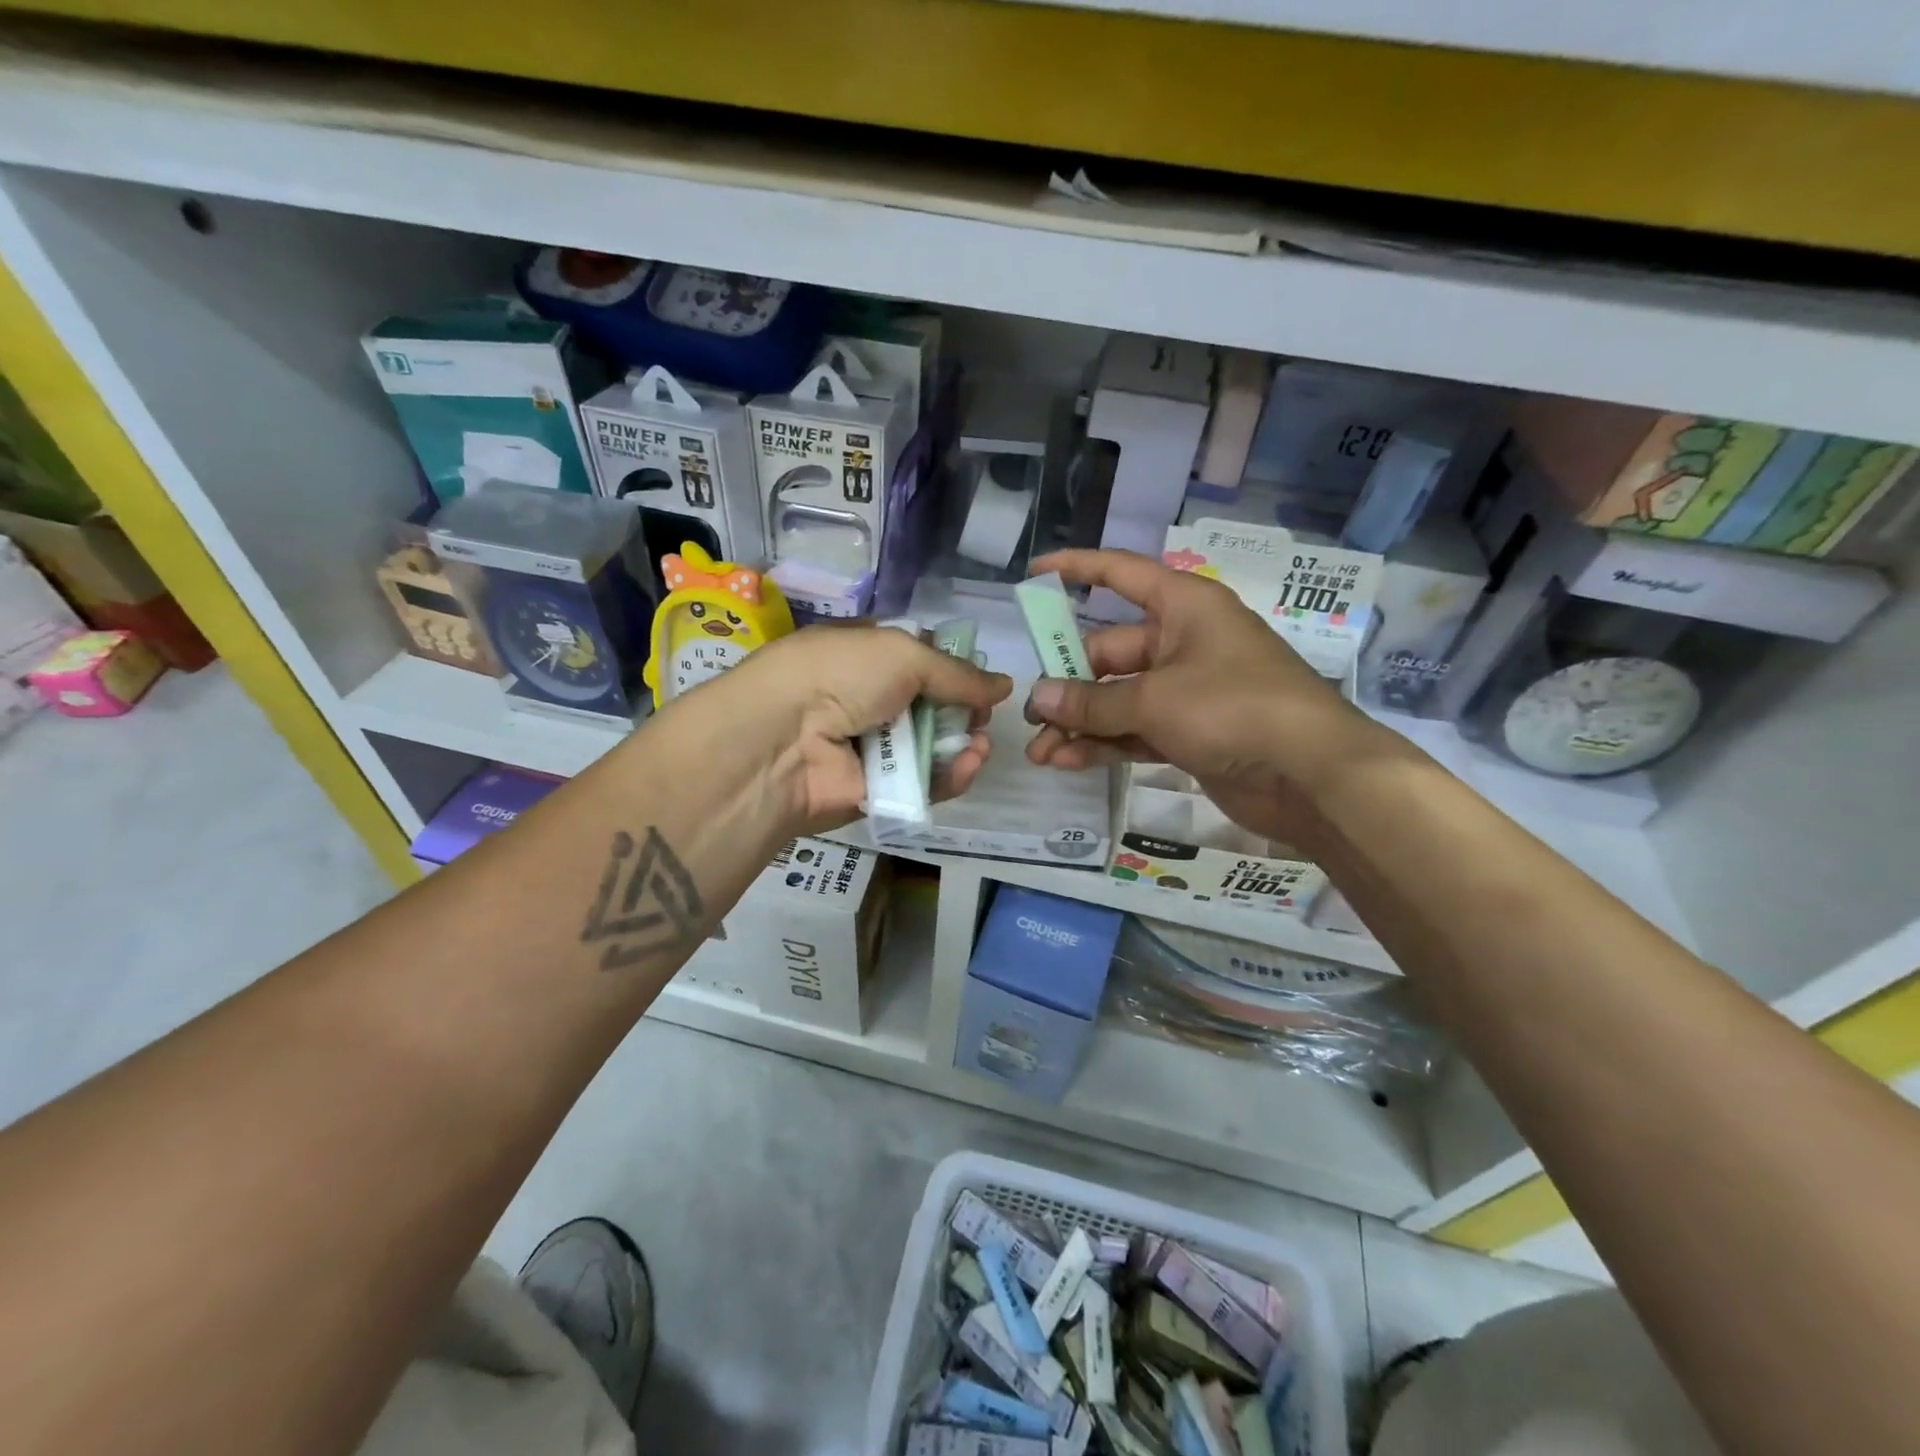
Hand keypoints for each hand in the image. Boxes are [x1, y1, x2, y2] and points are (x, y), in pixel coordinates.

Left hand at [687, 623, 1011, 834]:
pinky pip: (926, 783)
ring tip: (980, 744)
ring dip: (964, 744)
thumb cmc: (840, 676)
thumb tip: (1004, 685)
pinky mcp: (880, 789)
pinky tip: (970, 764)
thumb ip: (958, 673)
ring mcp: (874, 746)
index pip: (920, 659)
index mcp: (867, 654)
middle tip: (983, 717)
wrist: (783, 740)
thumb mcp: (902, 654)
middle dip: (965, 710)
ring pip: (934, 746)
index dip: (954, 668)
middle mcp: (869, 698)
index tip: (981, 679)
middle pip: (933, 705)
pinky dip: (951, 775)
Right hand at [1022, 550, 1387, 847]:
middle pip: (1111, 653)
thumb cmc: (1234, 708)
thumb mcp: (1155, 699)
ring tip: (1040, 753)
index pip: (1121, 575)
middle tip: (1032, 716)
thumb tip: (1039, 699)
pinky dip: (1106, 745)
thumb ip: (1092, 702)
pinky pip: (1137, 730)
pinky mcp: (1192, 733)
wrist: (1313, 775)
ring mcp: (1189, 690)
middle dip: (1069, 686)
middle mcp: (1184, 642)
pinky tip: (1069, 763)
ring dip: (1081, 724)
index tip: (1033, 574)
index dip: (1076, 569)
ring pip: (1120, 699)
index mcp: (1184, 607)